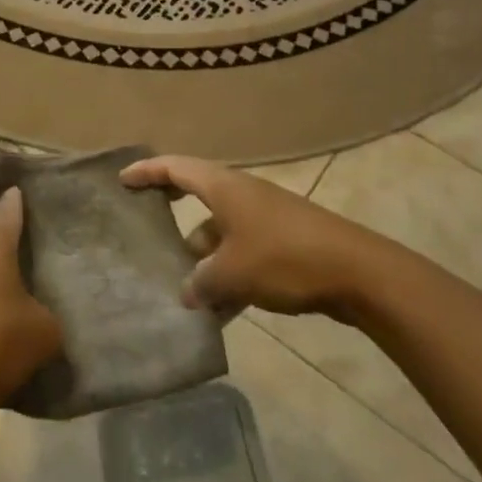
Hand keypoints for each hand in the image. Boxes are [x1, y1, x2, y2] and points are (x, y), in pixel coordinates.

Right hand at [120, 155, 399, 319]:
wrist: (359, 273)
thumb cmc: (285, 258)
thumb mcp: (232, 273)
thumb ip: (201, 283)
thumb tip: (188, 294)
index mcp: (224, 187)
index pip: (175, 168)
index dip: (146, 172)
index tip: (122, 180)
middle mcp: (241, 195)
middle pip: (197, 197)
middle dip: (172, 214)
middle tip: (146, 224)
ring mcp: (265, 219)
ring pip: (220, 234)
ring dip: (202, 259)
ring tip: (183, 291)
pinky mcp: (284, 243)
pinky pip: (243, 255)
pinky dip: (229, 276)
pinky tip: (221, 313)